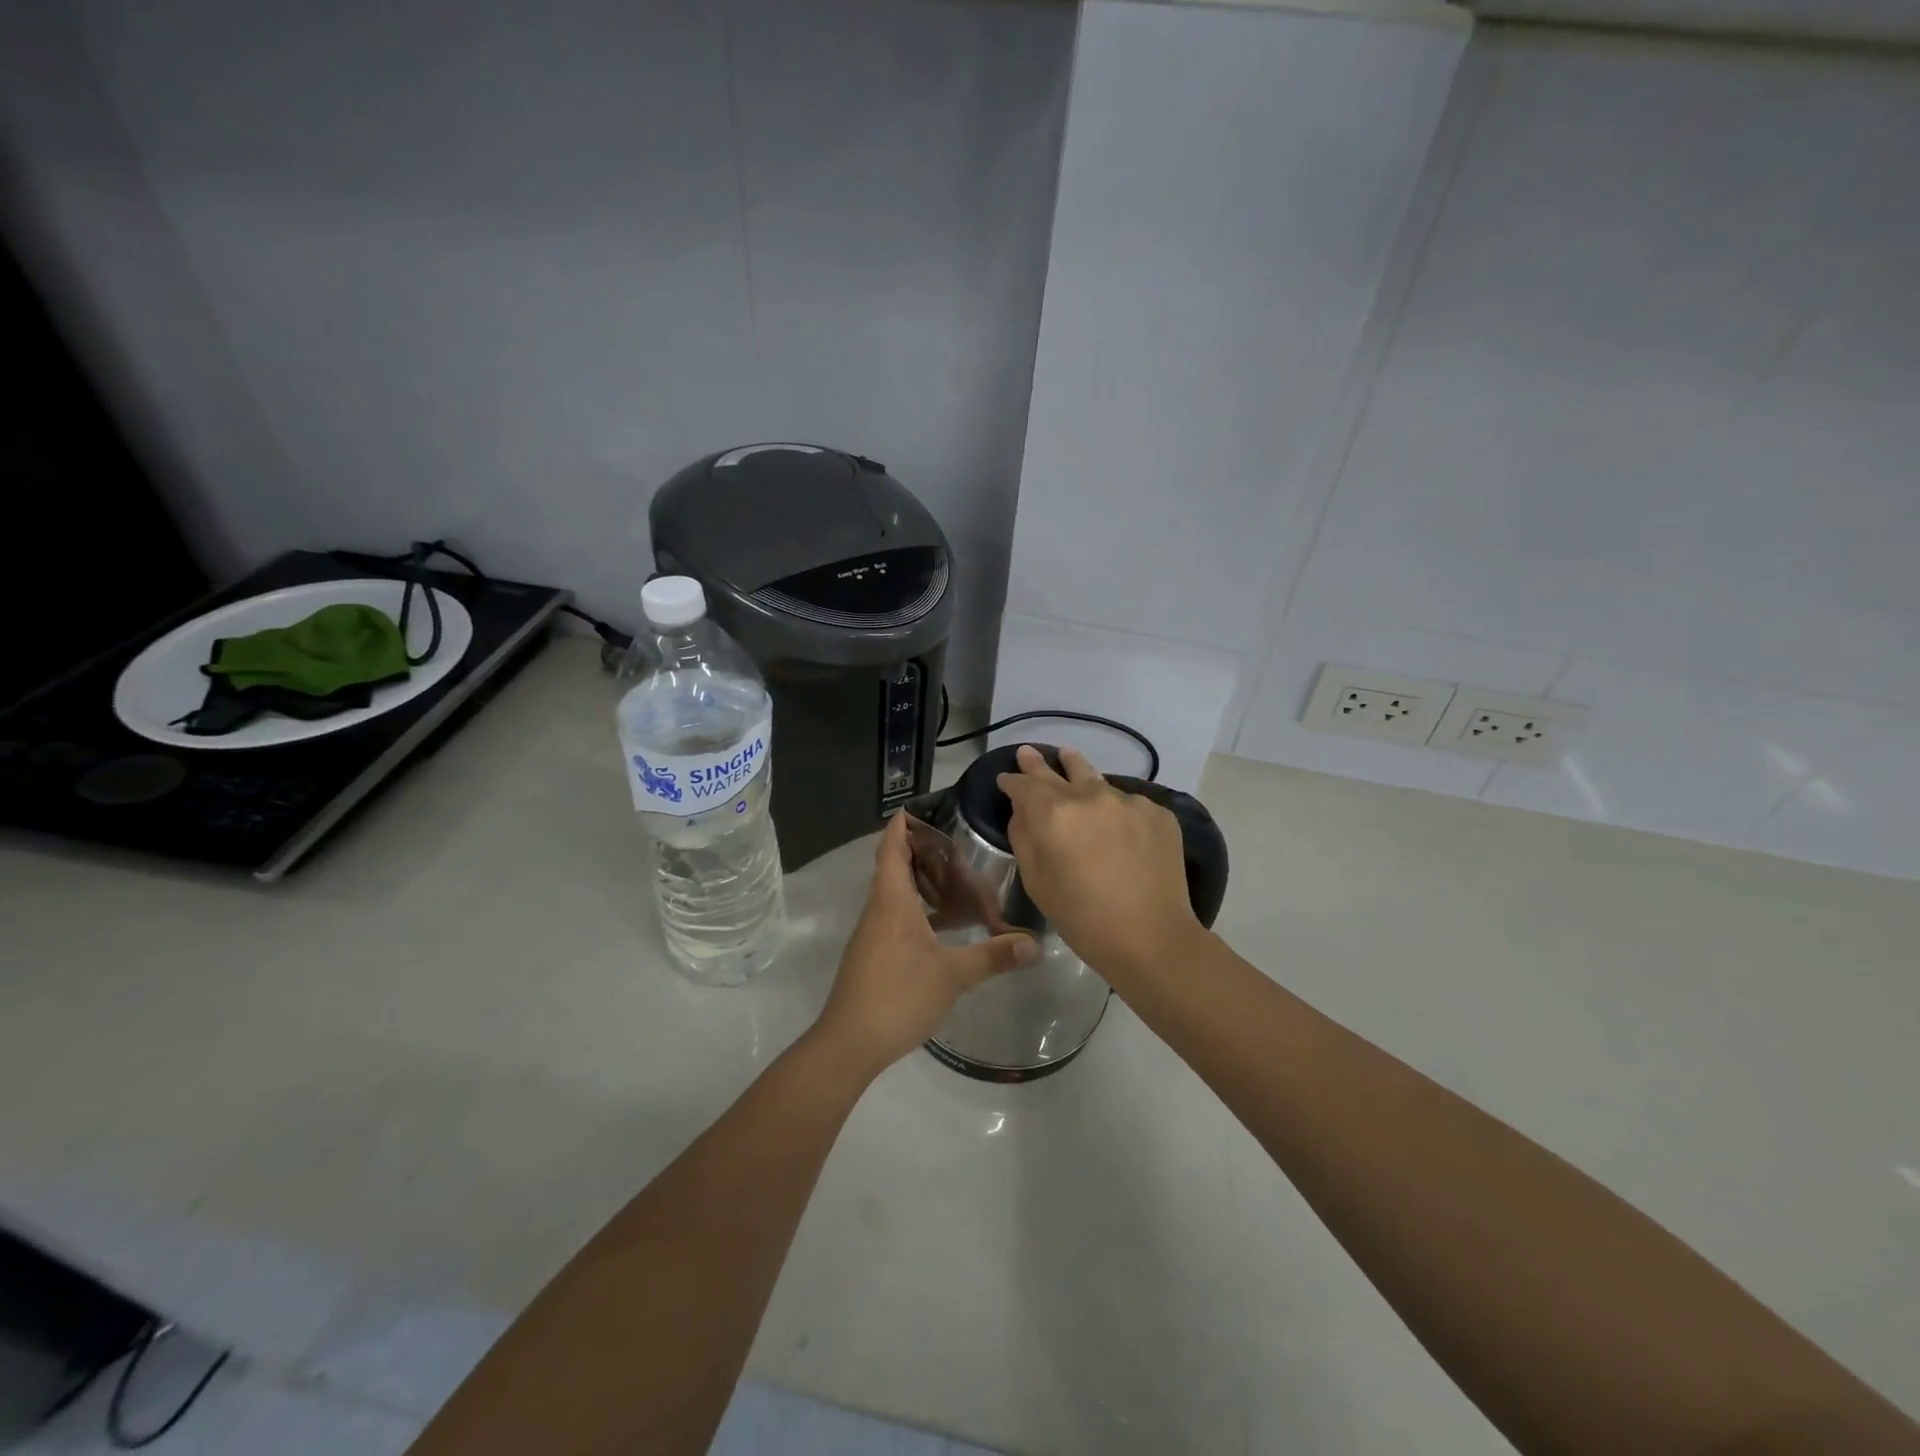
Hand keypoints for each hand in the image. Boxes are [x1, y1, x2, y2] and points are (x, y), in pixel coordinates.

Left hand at [814, 813, 1037, 1075]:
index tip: (919, 807)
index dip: (901, 826)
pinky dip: (918, 909)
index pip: (891, 849)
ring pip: (895, 893)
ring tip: (956, 877)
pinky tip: (943, 925)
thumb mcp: (952, 975)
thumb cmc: (898, 996)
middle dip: (918, 850)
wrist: (849, 1043)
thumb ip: (993, 956)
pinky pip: (896, 916)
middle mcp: (879, 909)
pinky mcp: (874, 954)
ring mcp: (873, 933)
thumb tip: (1034, 943)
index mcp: (892, 901)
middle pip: (893, 867)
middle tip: (955, 842)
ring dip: (919, 881)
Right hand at [997, 745, 1202, 978]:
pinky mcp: (1157, 813)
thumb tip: (1022, 813)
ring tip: (1070, 759)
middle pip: (1060, 770)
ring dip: (1080, 775)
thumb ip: (1024, 838)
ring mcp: (1128, 801)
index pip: (1024, 785)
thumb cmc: (1082, 918)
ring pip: (1097, 782)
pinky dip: (1116, 809)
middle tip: (1029, 752)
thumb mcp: (1036, 882)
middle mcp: (1090, 796)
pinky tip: (1117, 825)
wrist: (1152, 938)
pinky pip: (1128, 803)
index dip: (1011, 781)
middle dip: (1040, 763)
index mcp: (1053, 814)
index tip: (1005, 779)